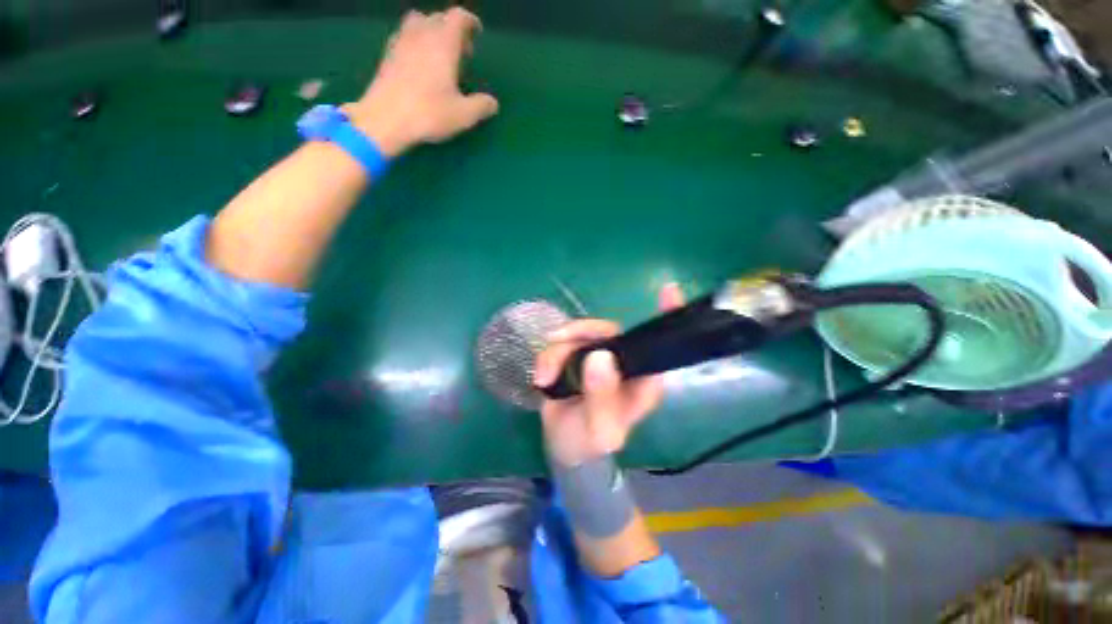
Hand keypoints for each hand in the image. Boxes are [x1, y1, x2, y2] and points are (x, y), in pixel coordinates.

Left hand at [344, 8, 498, 157]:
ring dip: (431, 31)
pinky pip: (404, 37)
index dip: (469, 22)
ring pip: (418, 23)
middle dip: (452, 29)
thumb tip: (492, 103)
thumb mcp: (463, 115)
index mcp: (443, 44)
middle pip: (438, 18)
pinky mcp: (387, 56)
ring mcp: (401, 43)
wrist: (385, 119)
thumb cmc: (428, 114)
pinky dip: (416, 42)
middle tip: (462, 52)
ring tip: (439, 54)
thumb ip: (481, 106)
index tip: (477, 33)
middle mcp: (421, 35)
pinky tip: (419, 63)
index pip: (457, 17)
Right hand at [534, 284, 685, 465]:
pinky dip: (548, 357)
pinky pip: (561, 342)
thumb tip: (600, 356)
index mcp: (642, 380)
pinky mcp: (577, 355)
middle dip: (579, 333)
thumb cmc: (589, 443)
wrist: (562, 447)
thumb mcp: (599, 431)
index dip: (667, 317)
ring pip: (579, 333)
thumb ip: (602, 398)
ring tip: (545, 377)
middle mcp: (624, 362)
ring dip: (557, 352)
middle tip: (555, 342)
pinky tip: (542, 379)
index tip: (669, 290)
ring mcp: (599, 356)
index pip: (659, 345)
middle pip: (607, 330)